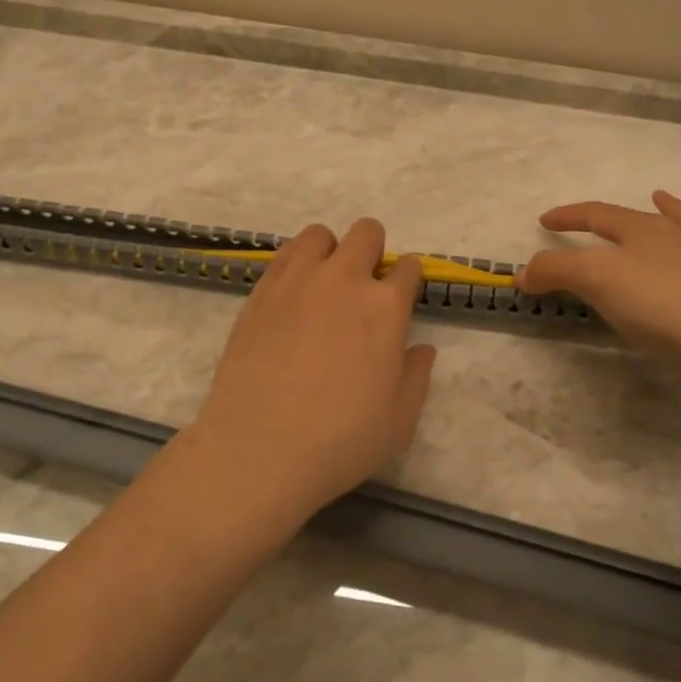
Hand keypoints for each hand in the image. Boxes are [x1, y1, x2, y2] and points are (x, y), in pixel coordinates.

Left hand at [188, 218, 436, 521]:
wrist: (259, 447)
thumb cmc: (340, 440)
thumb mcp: (398, 421)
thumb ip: (417, 377)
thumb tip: (421, 349)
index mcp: (385, 307)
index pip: (407, 267)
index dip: (407, 279)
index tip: (400, 296)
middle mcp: (344, 280)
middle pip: (367, 233)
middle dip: (373, 251)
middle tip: (363, 288)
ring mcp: (298, 280)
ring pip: (320, 234)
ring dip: (331, 251)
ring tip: (324, 285)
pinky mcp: (261, 290)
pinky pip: (285, 254)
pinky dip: (297, 263)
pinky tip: (294, 296)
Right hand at [517, 191, 680, 376]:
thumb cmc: (657, 306)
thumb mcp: (594, 282)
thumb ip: (556, 272)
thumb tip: (522, 272)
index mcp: (642, 231)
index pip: (597, 215)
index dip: (569, 217)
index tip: (545, 221)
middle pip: (646, 218)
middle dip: (620, 217)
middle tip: (602, 219)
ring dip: (679, 211)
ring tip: (666, 200)